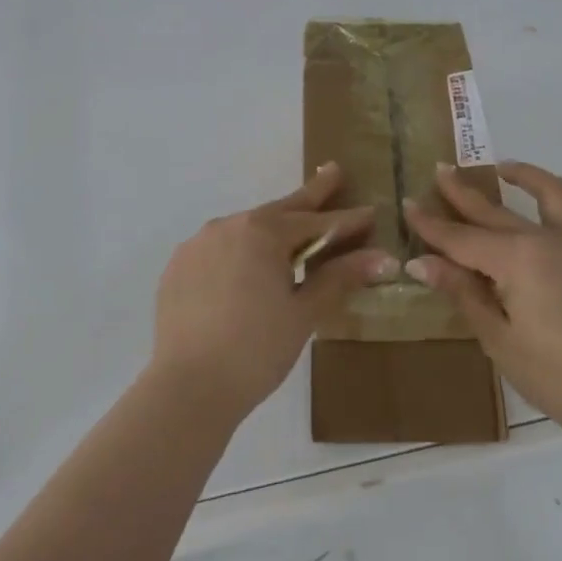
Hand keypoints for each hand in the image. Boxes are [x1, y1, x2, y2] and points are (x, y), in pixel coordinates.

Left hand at [152, 163, 397, 422]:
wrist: (188, 387)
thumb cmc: (256, 349)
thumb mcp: (304, 313)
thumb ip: (340, 278)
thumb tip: (383, 258)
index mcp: (262, 232)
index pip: (316, 221)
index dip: (346, 219)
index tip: (370, 211)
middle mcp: (228, 226)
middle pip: (279, 211)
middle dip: (310, 195)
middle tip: (333, 173)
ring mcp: (197, 244)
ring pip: (245, 229)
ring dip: (271, 230)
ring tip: (291, 235)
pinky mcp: (178, 267)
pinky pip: (218, 249)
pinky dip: (239, 252)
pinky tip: (246, 270)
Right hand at [404, 161, 561, 445]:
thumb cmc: (553, 375)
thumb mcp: (497, 337)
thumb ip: (462, 291)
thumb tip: (420, 262)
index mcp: (516, 259)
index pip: (461, 237)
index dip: (431, 224)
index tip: (407, 204)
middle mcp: (548, 238)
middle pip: (495, 211)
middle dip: (463, 192)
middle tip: (441, 170)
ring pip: (552, 194)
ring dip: (526, 177)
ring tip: (506, 169)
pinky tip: (558, 217)